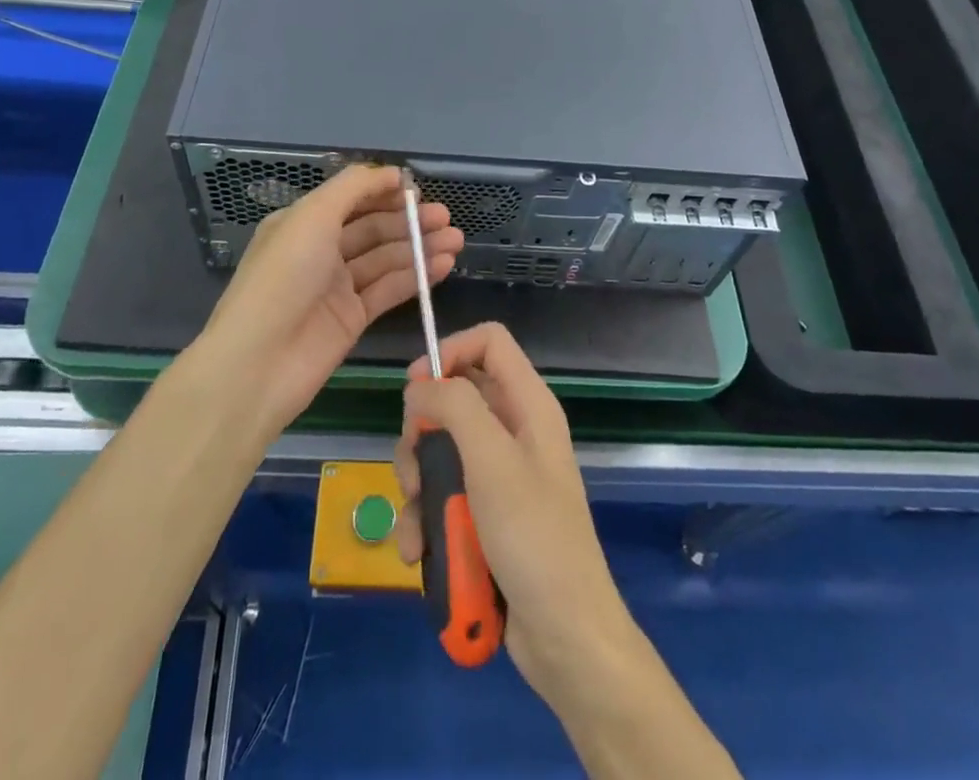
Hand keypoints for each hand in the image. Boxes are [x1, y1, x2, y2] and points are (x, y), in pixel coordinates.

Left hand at [198, 164, 462, 436]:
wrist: (258, 362)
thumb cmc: (283, 277)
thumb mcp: (312, 216)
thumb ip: (354, 188)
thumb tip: (392, 173)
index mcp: (303, 222)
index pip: (351, 199)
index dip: (384, 192)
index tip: (419, 190)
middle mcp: (320, 251)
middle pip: (373, 228)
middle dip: (410, 221)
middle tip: (447, 218)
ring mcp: (337, 286)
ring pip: (386, 259)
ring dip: (420, 248)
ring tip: (456, 241)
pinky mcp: (352, 319)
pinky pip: (389, 290)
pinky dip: (416, 277)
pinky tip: (443, 265)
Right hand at [394, 323, 637, 714]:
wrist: (565, 638)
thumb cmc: (534, 537)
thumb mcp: (493, 462)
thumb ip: (455, 408)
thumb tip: (418, 388)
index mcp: (528, 404)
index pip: (488, 342)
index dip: (450, 351)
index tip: (416, 389)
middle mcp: (513, 430)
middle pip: (454, 399)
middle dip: (422, 434)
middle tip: (412, 469)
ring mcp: (499, 475)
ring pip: (440, 452)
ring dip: (417, 486)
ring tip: (416, 523)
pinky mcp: (484, 515)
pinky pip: (443, 497)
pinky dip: (425, 520)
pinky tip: (418, 552)